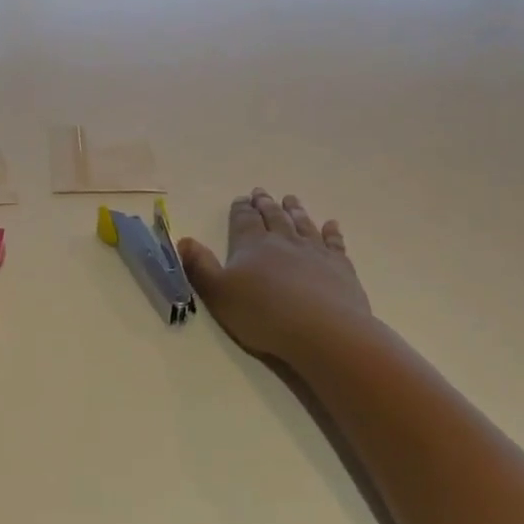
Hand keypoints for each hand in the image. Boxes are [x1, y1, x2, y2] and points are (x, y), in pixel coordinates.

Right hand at [179, 189, 375, 366]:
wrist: (323, 331)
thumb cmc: (263, 314)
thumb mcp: (218, 293)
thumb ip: (199, 266)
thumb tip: (183, 240)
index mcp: (252, 245)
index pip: (243, 220)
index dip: (240, 209)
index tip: (241, 199)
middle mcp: (283, 241)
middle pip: (273, 216)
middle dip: (265, 204)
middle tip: (261, 192)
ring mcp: (314, 252)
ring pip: (302, 224)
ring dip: (295, 210)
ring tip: (291, 199)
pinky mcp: (340, 267)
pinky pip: (334, 243)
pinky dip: (331, 232)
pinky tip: (331, 225)